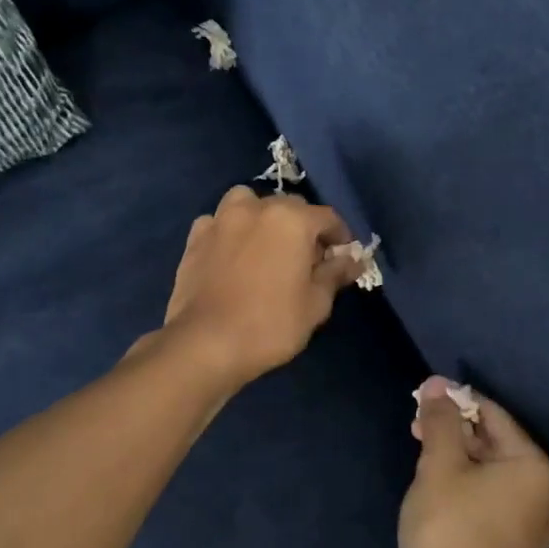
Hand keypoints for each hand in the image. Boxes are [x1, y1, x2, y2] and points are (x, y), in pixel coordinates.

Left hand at [154, 187, 362, 388]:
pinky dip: (230, 230)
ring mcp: (221, 219)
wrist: (206, 344)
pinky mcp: (195, 237)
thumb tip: (353, 259)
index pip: (328, 217)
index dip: (340, 237)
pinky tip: (232, 254)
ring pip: (249, 203)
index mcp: (292, 219)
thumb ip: (335, 274)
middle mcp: (256, 208)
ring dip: (262, 217)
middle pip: (289, 206)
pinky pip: (219, 222)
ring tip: (266, 246)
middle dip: (303, 227)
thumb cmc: (270, 325)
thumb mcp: (316, 304)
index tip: (343, 258)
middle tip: (307, 259)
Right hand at [399, 378, 548, 547]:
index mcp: (535, 468)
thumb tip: (437, 385)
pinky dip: (466, 486)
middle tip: (417, 427)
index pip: (494, 416)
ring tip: (421, 453)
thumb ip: (440, 421)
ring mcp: (532, 526)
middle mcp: (545, 495)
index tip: (424, 397)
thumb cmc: (450, 528)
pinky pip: (491, 499)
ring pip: (491, 473)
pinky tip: (437, 485)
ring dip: (458, 458)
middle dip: (455, 431)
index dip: (457, 401)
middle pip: (495, 444)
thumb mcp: (439, 464)